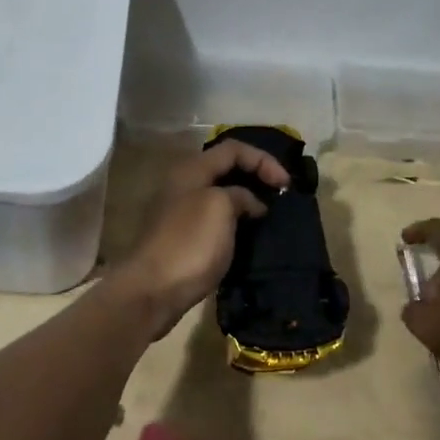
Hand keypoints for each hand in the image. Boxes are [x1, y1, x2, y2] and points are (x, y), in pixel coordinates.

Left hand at [110, 139, 292, 335]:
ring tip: (270, 216)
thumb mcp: (220, 207)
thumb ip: (241, 195)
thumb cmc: (189, 242)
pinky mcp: (182, 239)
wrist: (153, 290)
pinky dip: (234, 223)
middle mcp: (182, 185)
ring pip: (220, 196)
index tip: (286, 184)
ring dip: (246, 202)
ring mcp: (180, 213)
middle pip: (225, 169)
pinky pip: (214, 220)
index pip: (233, 149)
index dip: (263, 160)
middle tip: (280, 196)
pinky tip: (248, 236)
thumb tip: (252, 204)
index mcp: (191, 170)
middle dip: (255, 177)